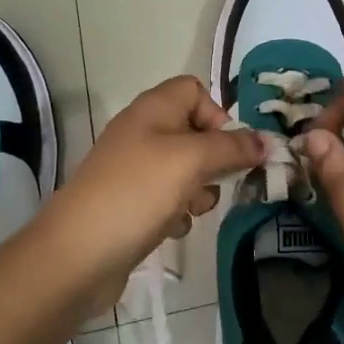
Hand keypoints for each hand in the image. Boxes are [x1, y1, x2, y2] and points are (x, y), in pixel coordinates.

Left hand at [37, 76, 265, 310]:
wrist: (77, 254)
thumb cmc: (138, 192)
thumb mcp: (192, 160)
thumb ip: (232, 147)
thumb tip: (266, 141)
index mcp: (153, 108)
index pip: (194, 90)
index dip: (216, 114)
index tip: (227, 146)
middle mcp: (142, 132)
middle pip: (194, 133)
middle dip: (214, 160)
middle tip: (218, 182)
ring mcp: (133, 170)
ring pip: (185, 170)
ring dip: (198, 191)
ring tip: (190, 209)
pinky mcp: (129, 204)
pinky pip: (167, 199)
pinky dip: (176, 212)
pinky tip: (170, 229)